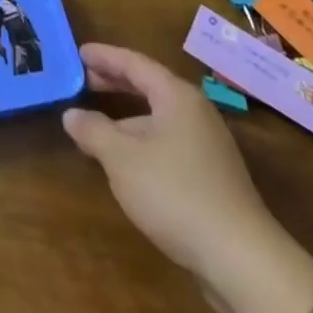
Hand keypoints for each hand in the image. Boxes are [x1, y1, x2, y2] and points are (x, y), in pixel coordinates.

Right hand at [63, 44, 278, 279]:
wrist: (241, 259)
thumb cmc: (175, 192)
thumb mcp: (121, 158)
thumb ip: (93, 130)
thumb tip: (72, 114)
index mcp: (176, 96)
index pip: (134, 63)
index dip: (104, 56)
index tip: (78, 52)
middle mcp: (195, 112)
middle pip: (148, 86)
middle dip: (114, 82)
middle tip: (82, 80)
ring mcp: (207, 145)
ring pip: (158, 118)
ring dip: (126, 116)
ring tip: (96, 125)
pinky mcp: (212, 176)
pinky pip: (167, 142)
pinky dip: (141, 140)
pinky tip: (126, 161)